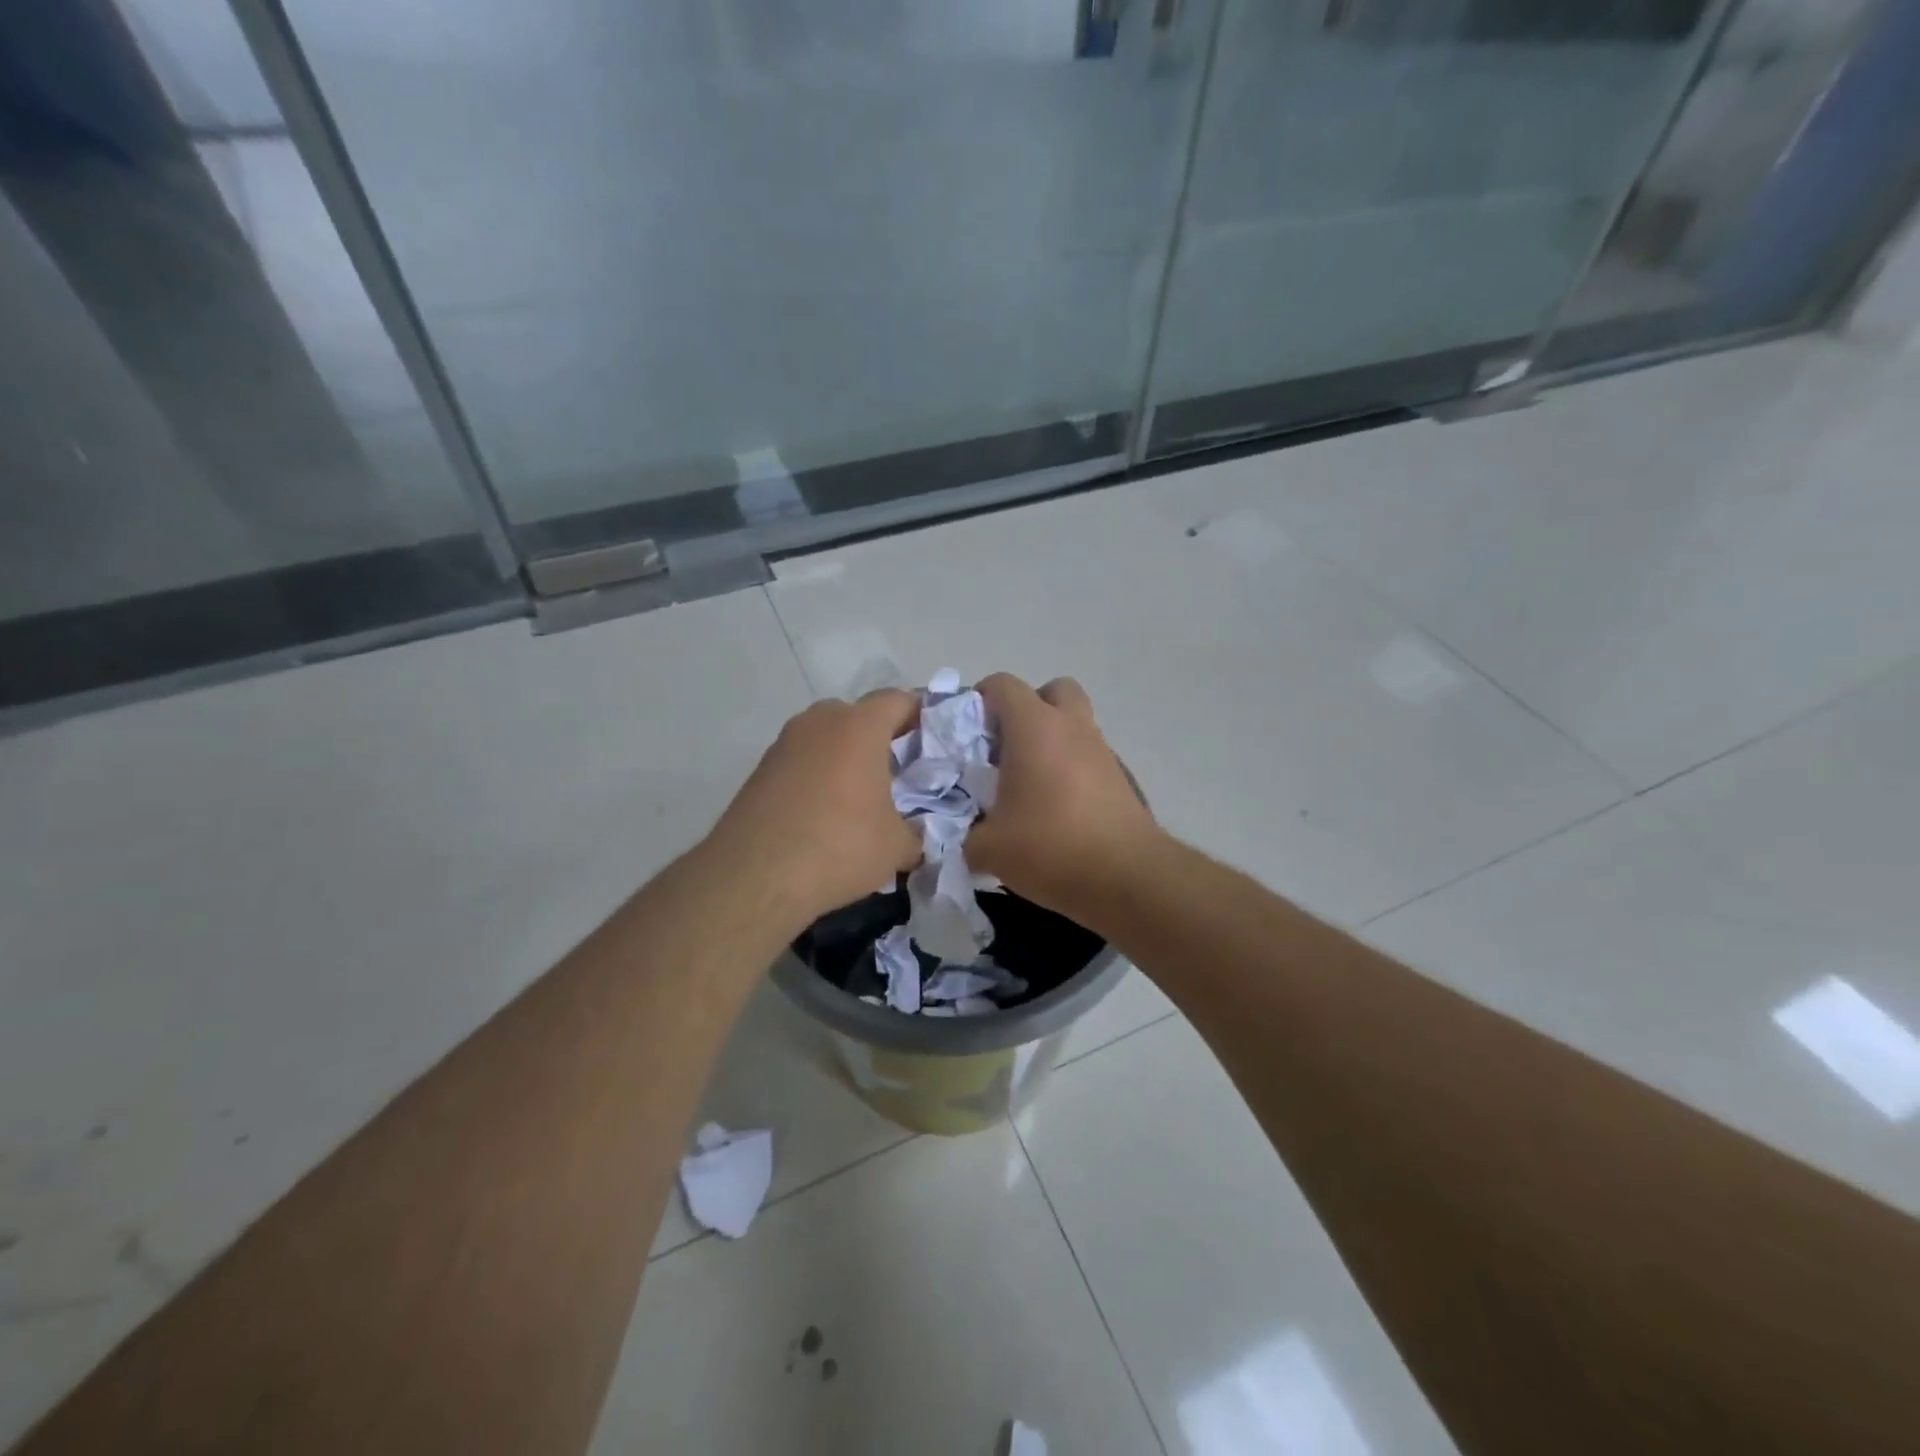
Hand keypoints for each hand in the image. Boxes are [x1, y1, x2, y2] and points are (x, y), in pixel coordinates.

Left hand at [706, 690, 922, 927]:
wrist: (754, 877)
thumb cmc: (839, 847)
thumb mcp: (897, 847)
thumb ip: (915, 833)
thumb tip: (914, 838)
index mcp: (859, 726)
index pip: (899, 700)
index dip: (922, 716)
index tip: (935, 742)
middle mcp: (819, 722)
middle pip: (860, 716)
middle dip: (882, 738)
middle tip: (900, 773)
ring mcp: (784, 743)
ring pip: (827, 738)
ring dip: (846, 758)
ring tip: (862, 797)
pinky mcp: (761, 769)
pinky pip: (803, 761)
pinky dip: (819, 776)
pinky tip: (826, 814)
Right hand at [968, 673, 1161, 926]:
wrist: (1126, 877)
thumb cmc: (1050, 846)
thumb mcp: (988, 848)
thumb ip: (966, 834)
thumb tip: (965, 836)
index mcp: (1035, 727)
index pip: (1003, 685)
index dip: (980, 700)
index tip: (966, 733)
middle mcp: (1072, 727)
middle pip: (1052, 691)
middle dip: (1028, 710)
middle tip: (1007, 747)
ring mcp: (1101, 751)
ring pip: (1074, 725)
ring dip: (1051, 741)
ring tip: (1028, 785)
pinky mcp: (1120, 779)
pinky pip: (1088, 758)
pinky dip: (1070, 769)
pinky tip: (1055, 809)